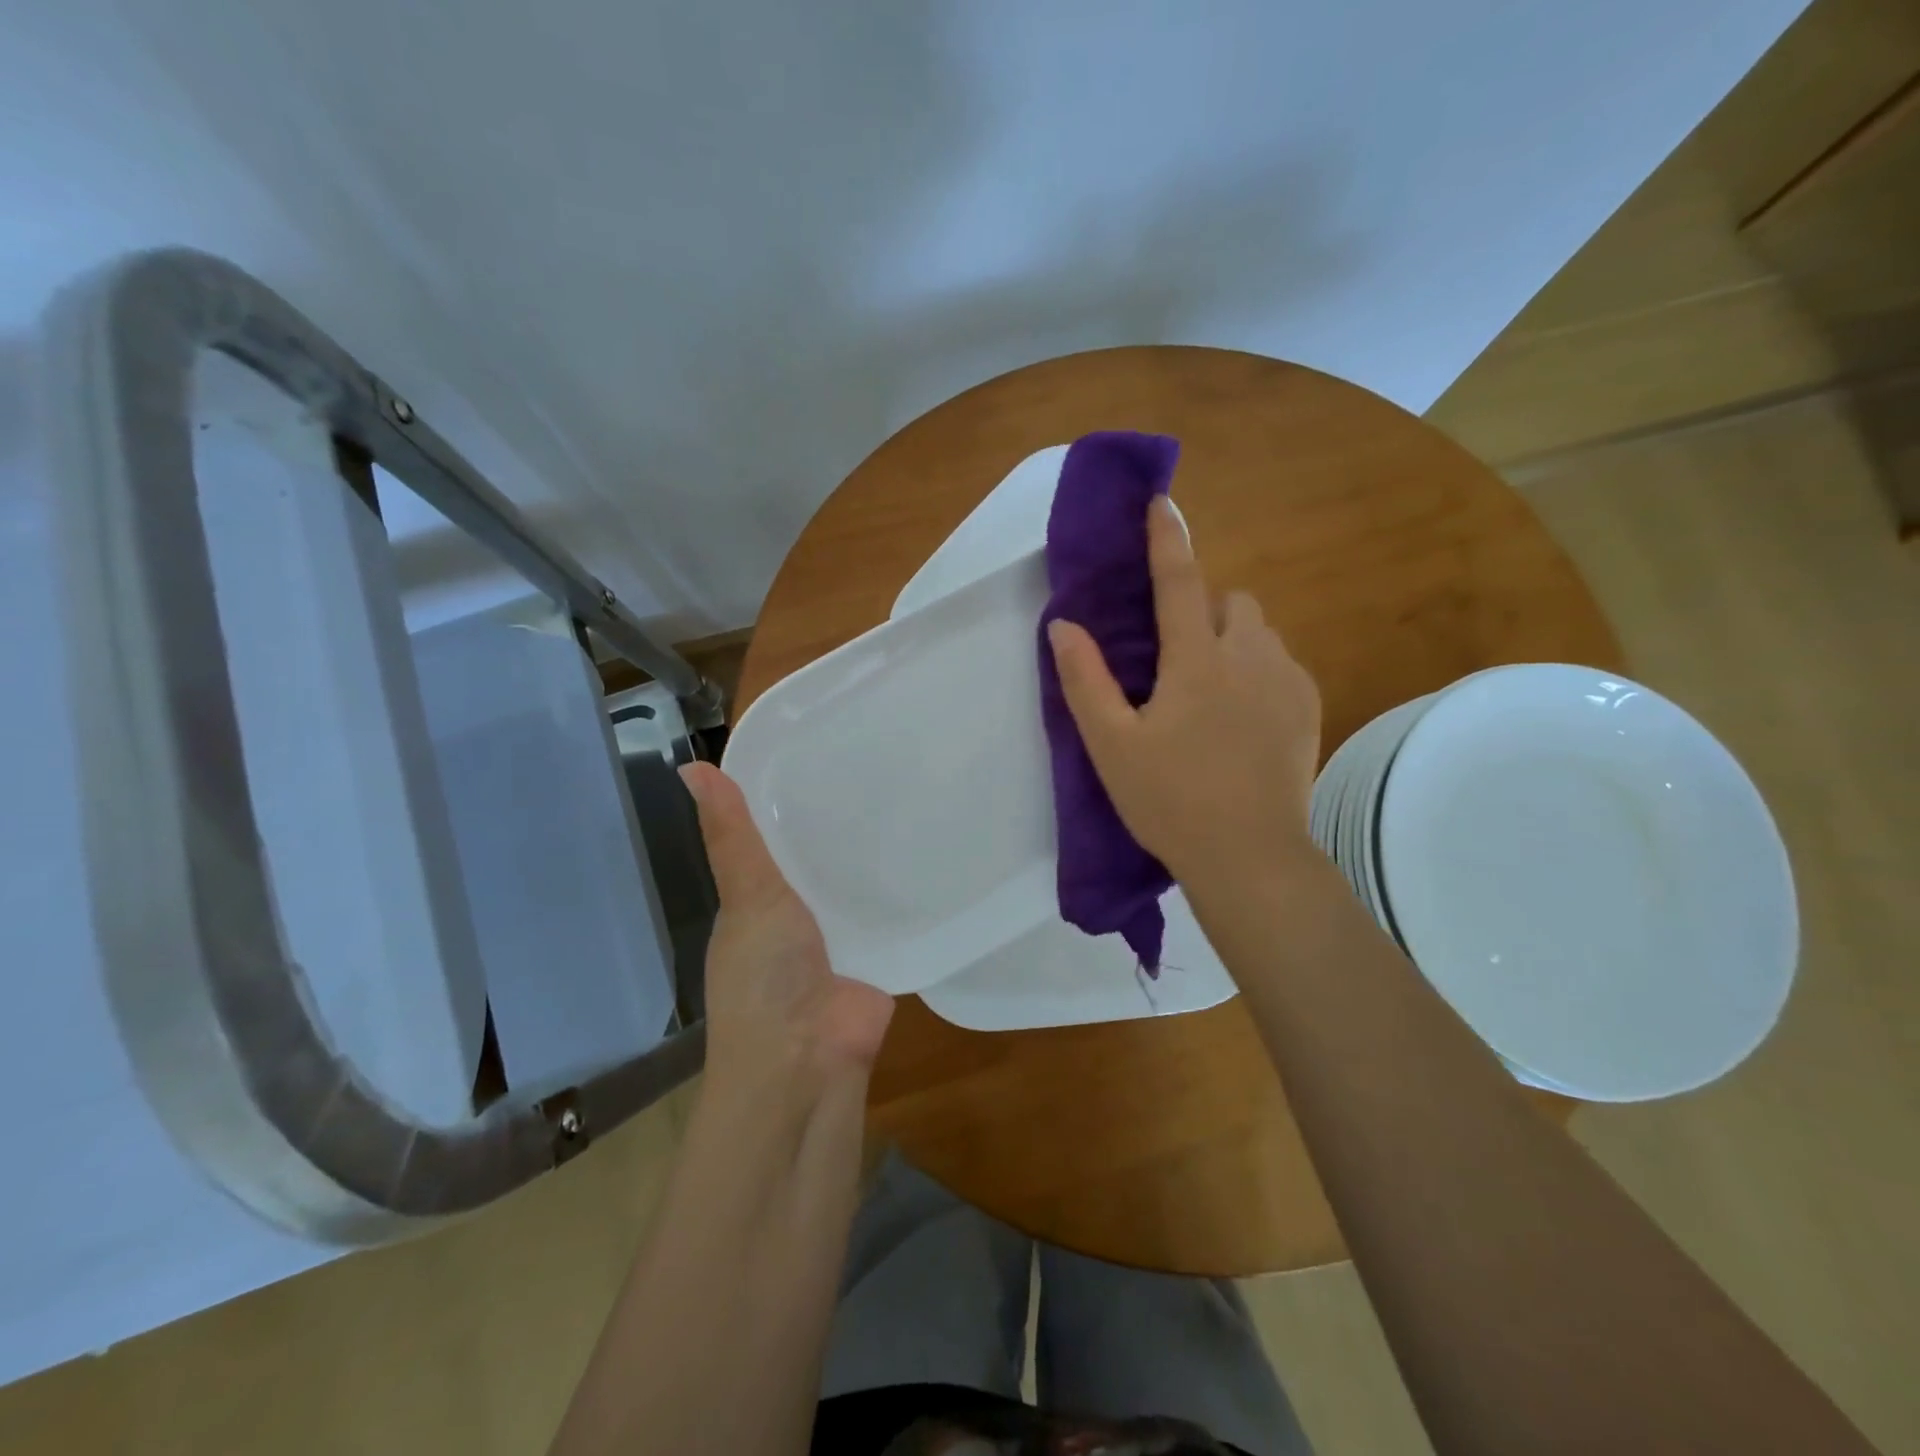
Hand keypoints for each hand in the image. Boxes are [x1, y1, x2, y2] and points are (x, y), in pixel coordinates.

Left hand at [679, 762, 893, 1085]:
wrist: (808, 1063)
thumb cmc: (765, 976)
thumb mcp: (748, 895)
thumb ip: (731, 836)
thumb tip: (690, 765)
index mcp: (756, 902)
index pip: (771, 838)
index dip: (787, 797)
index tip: (820, 746)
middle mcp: (794, 918)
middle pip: (817, 860)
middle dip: (839, 823)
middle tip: (880, 764)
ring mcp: (837, 939)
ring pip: (854, 886)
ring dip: (874, 856)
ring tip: (911, 796)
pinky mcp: (877, 957)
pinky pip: (890, 915)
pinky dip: (905, 891)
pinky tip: (932, 852)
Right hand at [1046, 496, 1322, 892]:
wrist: (1250, 857)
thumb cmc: (1171, 800)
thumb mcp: (1111, 745)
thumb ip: (1085, 681)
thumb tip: (1064, 626)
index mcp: (1197, 661)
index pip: (1180, 582)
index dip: (1167, 539)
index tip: (1162, 502)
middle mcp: (1250, 657)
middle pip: (1234, 601)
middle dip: (1206, 608)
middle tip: (1178, 656)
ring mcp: (1288, 683)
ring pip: (1262, 632)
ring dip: (1234, 640)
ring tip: (1210, 690)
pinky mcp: (1309, 711)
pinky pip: (1283, 665)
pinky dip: (1259, 670)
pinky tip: (1243, 718)